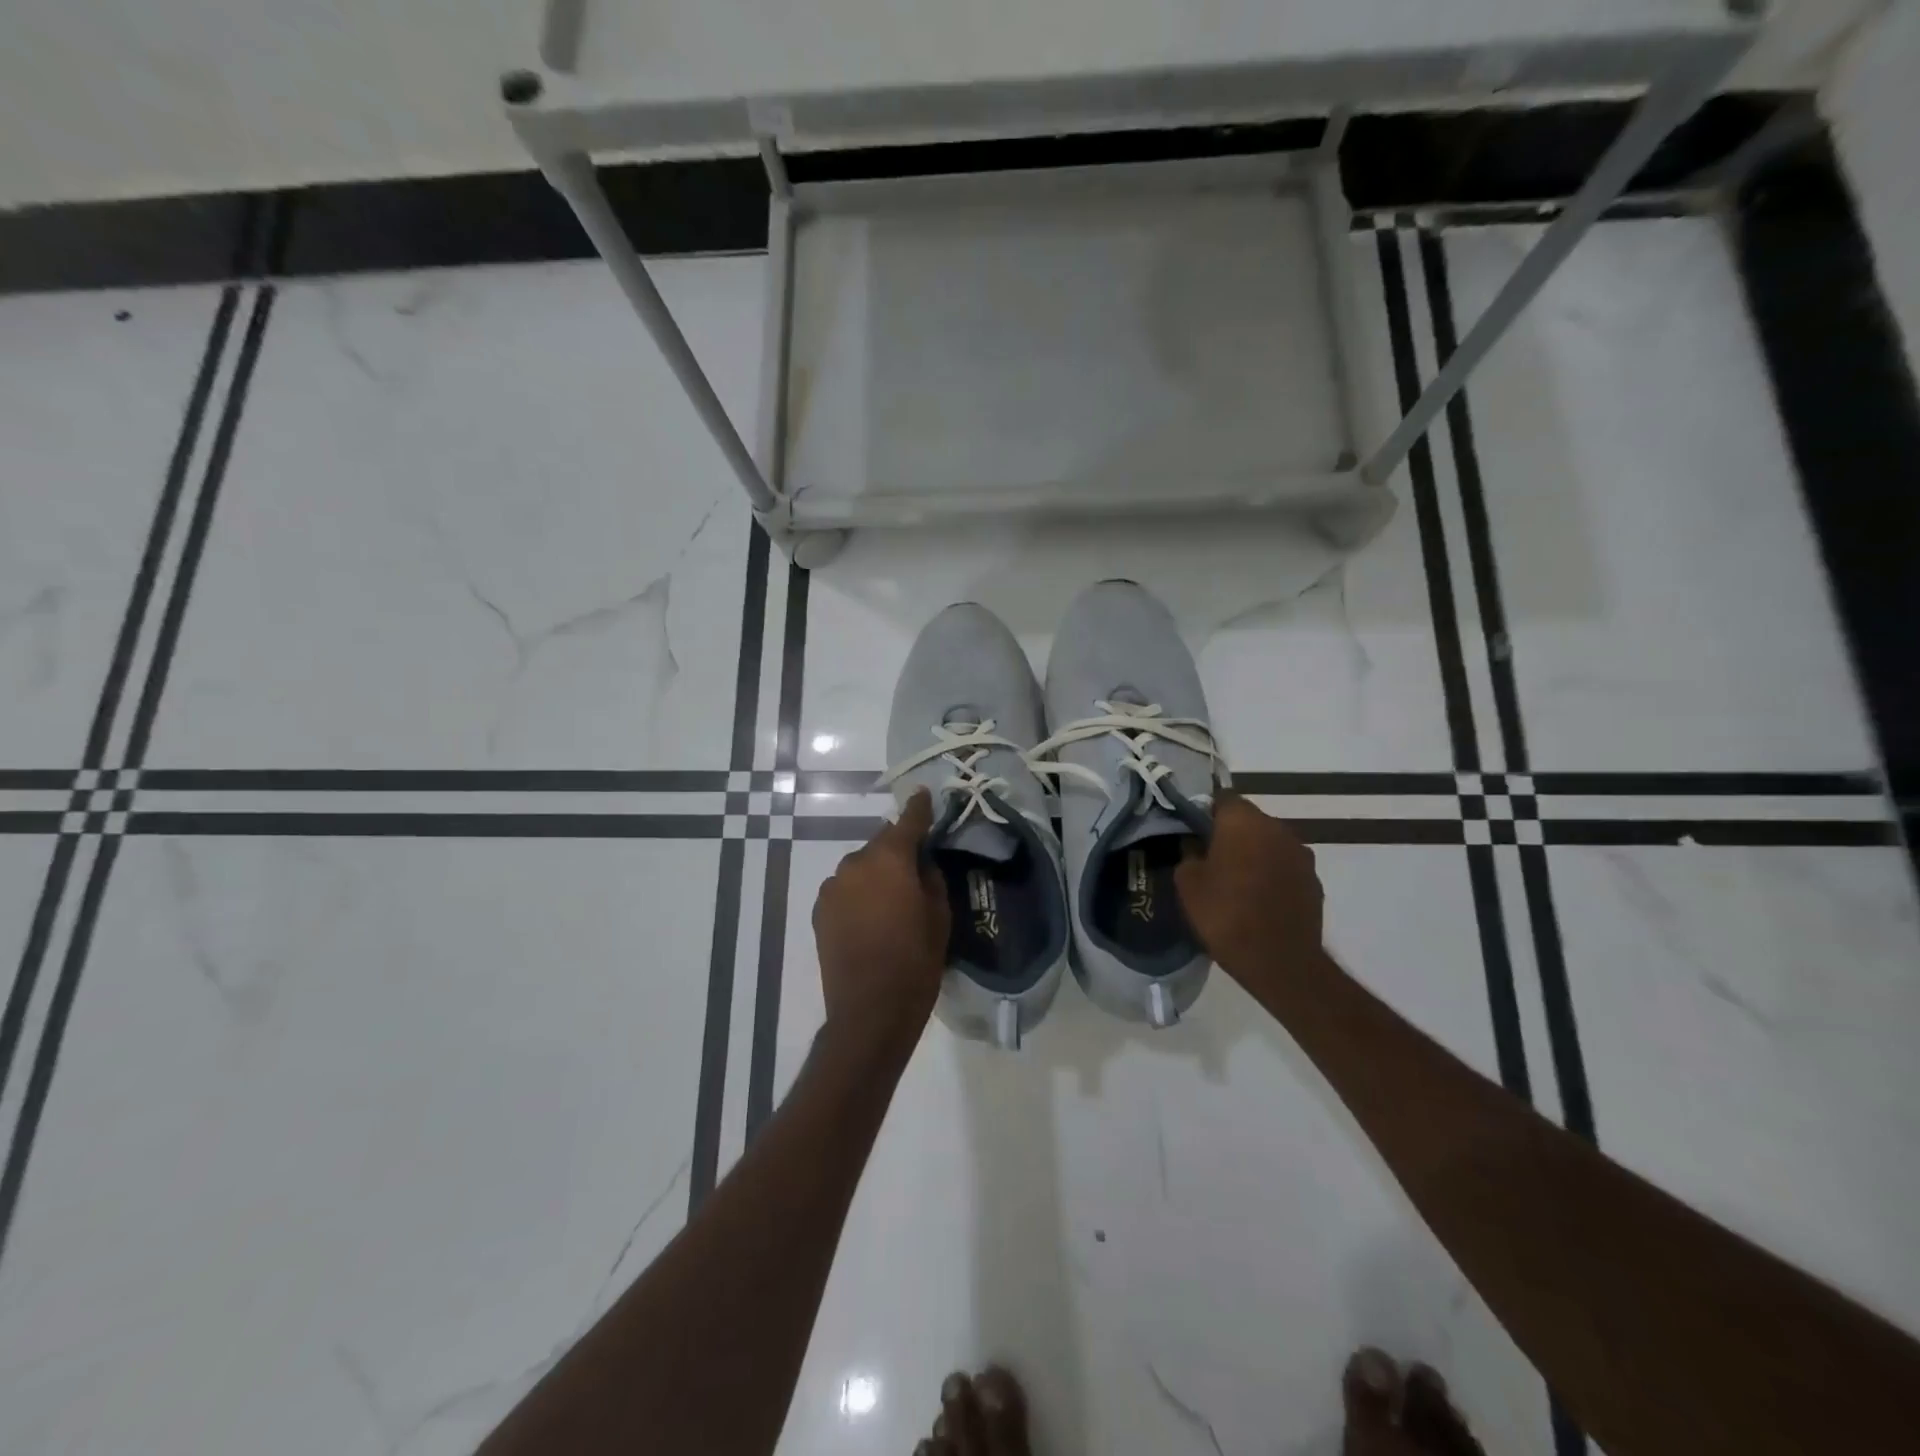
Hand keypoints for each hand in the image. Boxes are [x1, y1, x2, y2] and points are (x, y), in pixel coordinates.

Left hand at [812, 788, 950, 1056]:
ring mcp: (832, 887)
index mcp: (889, 860)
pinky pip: (846, 889)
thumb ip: (931, 879)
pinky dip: (859, 893)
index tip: (925, 795)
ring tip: (892, 900)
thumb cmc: (915, 962)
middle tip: (916, 868)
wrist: (869, 1012)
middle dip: (898, 850)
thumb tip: (921, 863)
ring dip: (876, 874)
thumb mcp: (939, 917)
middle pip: (881, 844)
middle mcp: (855, 864)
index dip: (919, 808)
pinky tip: (871, 917)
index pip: (907, 821)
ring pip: (861, 867)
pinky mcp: (819, 911)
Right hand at [1175, 792, 1324, 983]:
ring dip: (1254, 854)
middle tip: (1211, 859)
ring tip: (1237, 882)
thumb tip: (1196, 845)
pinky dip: (1273, 875)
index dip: (1206, 812)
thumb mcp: (1187, 883)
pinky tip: (1260, 900)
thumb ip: (1189, 854)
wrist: (1280, 962)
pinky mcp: (1314, 880)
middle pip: (1248, 820)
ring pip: (1269, 843)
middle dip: (1231, 834)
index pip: (1222, 798)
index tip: (1194, 832)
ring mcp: (1301, 853)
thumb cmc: (1226, 915)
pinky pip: (1286, 867)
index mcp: (1243, 821)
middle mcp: (1277, 828)